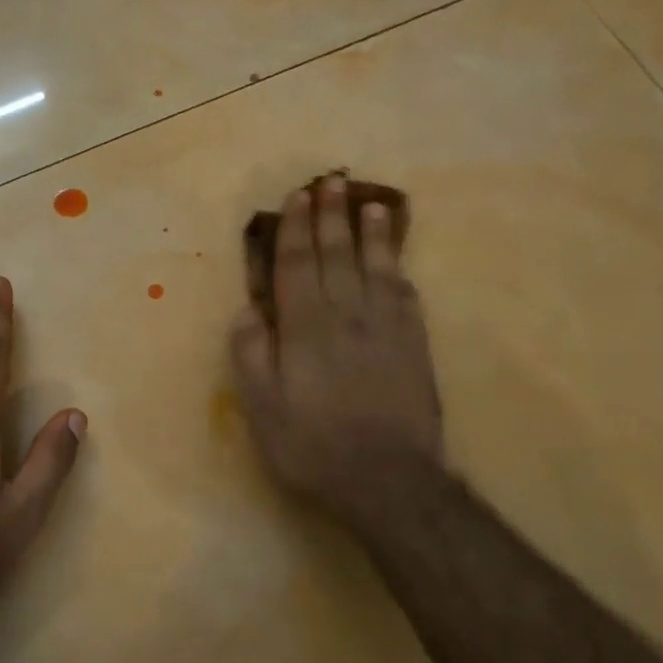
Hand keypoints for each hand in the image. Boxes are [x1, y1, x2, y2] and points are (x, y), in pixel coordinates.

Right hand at [230, 177, 444, 532]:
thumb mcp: (262, 410)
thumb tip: (248, 310)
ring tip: (369, 203)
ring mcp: (386, 328)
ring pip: (375, 267)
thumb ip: (252, 355)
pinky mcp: (414, 345)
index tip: (295, 198)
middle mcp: (346, 315)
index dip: (294, 230)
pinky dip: (398, 269)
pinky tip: (396, 258)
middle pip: (336, 255)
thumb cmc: (313, 447)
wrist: (388, 480)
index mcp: (305, 328)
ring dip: (370, 232)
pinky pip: (405, 294)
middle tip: (330, 182)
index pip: (296, 266)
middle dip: (330, 217)